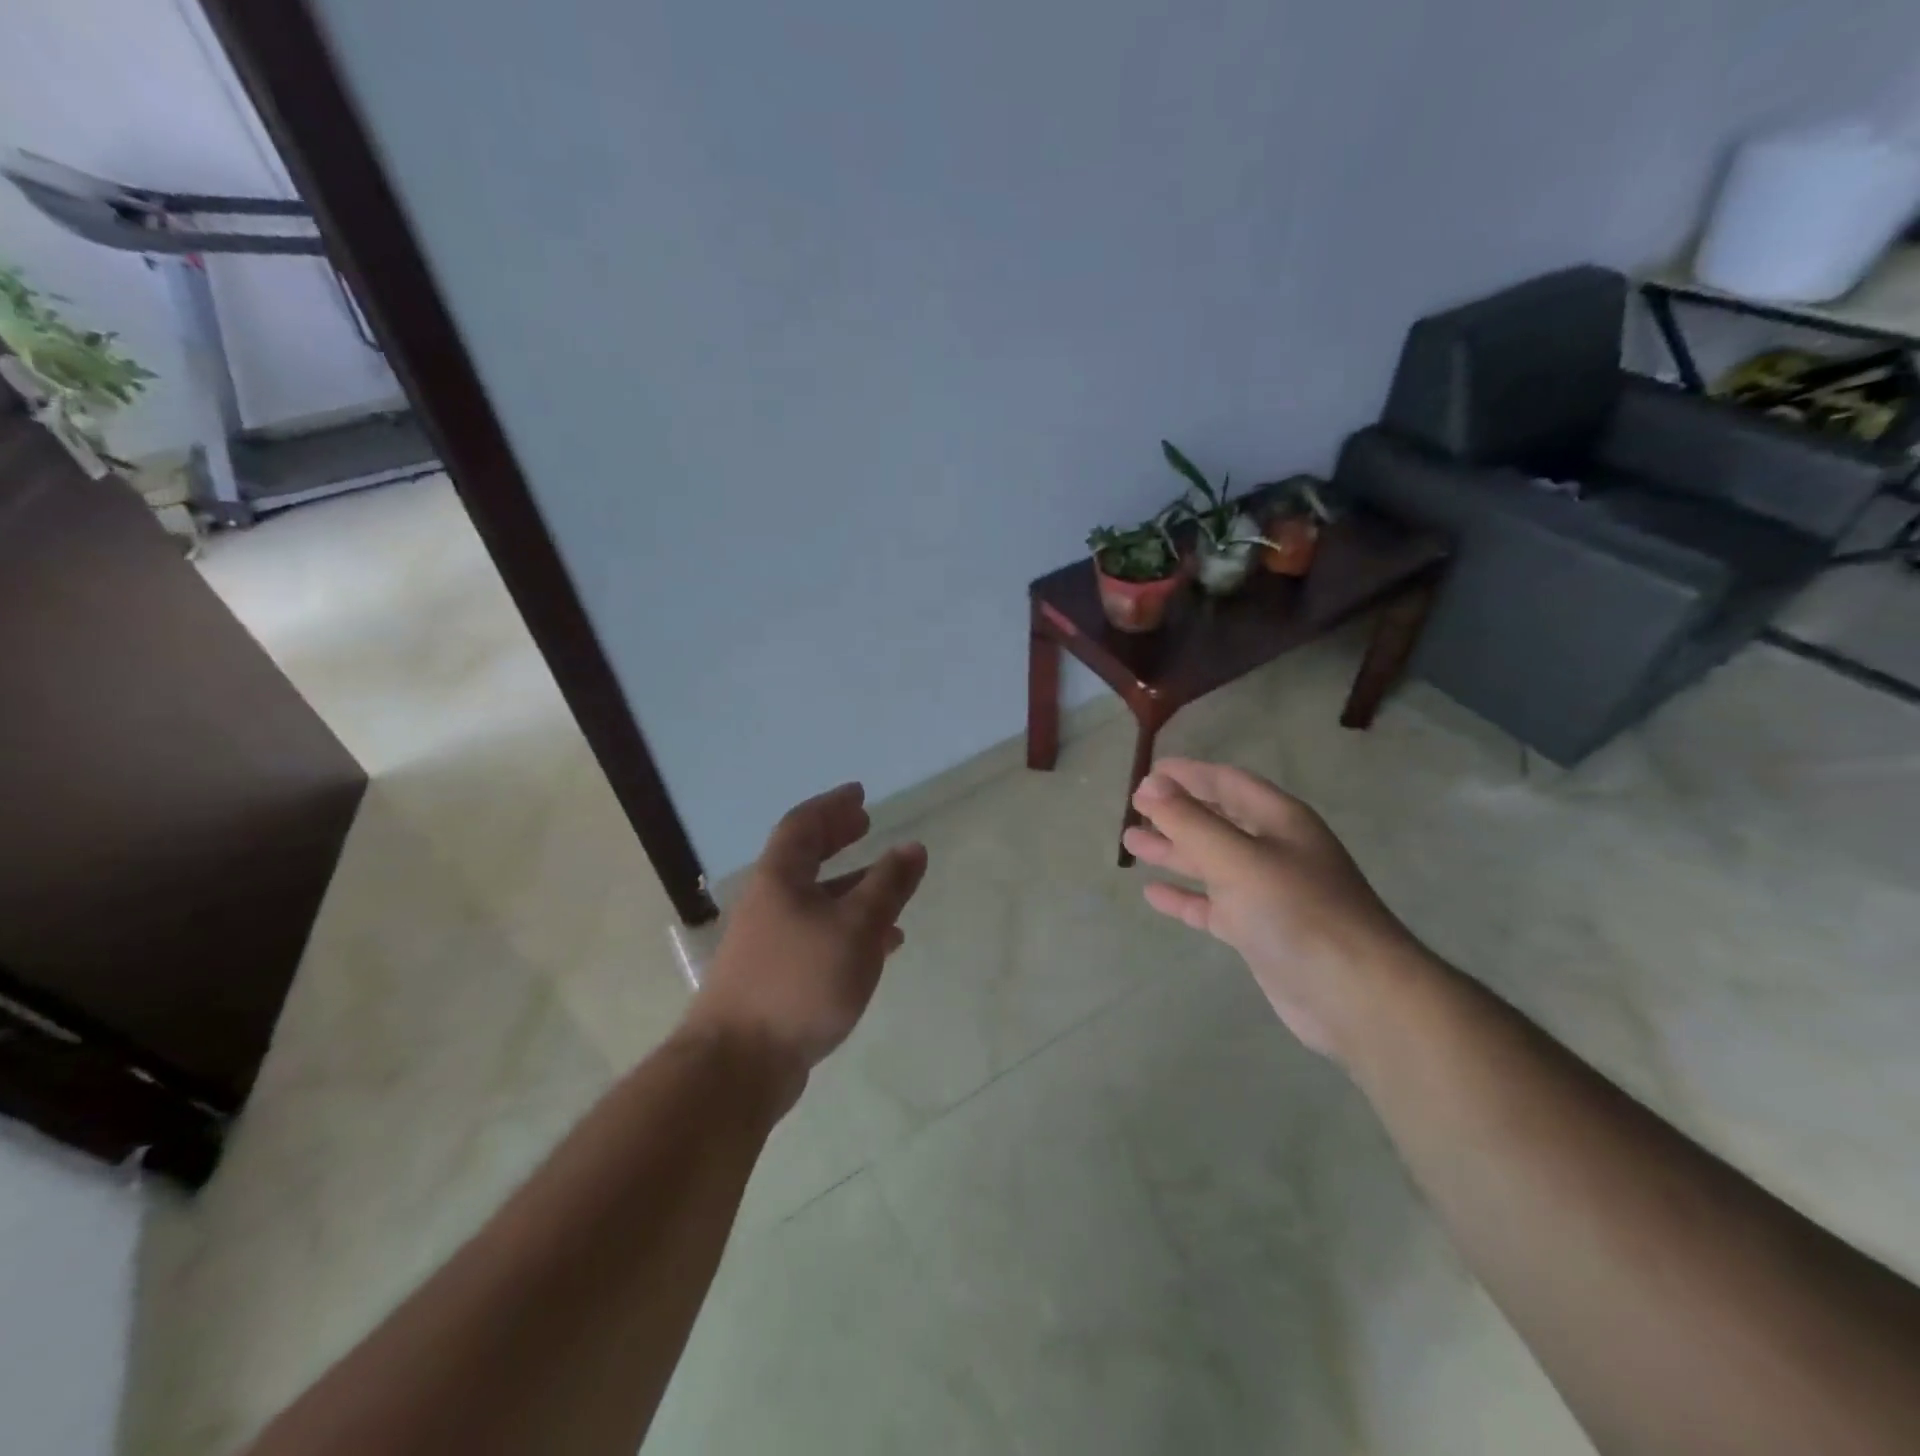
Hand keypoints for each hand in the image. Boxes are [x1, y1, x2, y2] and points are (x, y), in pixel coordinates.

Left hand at [686, 783, 928, 1099]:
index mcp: (780, 878)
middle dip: (837, 838)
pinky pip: (819, 935)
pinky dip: (849, 928)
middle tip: (866, 825)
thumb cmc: (800, 981)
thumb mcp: (856, 928)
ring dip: (851, 887)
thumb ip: (887, 886)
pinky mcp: (777, 975)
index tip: (860, 794)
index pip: (804, 824)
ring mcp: (770, 941)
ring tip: (889, 886)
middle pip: (805, 857)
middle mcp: (770, 902)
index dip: (833, 805)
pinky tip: (881, 945)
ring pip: (816, 899)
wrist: (738, 1063)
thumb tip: (912, 847)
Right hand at [1123, 759, 1433, 1061]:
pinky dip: (1185, 897)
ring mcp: (1268, 892)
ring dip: (1173, 851)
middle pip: (1217, 820)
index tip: (1146, 774)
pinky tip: (1153, 894)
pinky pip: (1213, 905)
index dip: (1187, 774)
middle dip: (1176, 813)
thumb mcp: (1237, 858)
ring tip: (1131, 843)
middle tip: (1132, 810)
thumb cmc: (1297, 911)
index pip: (1226, 782)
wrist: (1355, 995)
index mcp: (1278, 820)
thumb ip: (1190, 821)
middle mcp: (1274, 849)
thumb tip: (1150, 784)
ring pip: (1211, 862)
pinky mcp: (1259, 931)